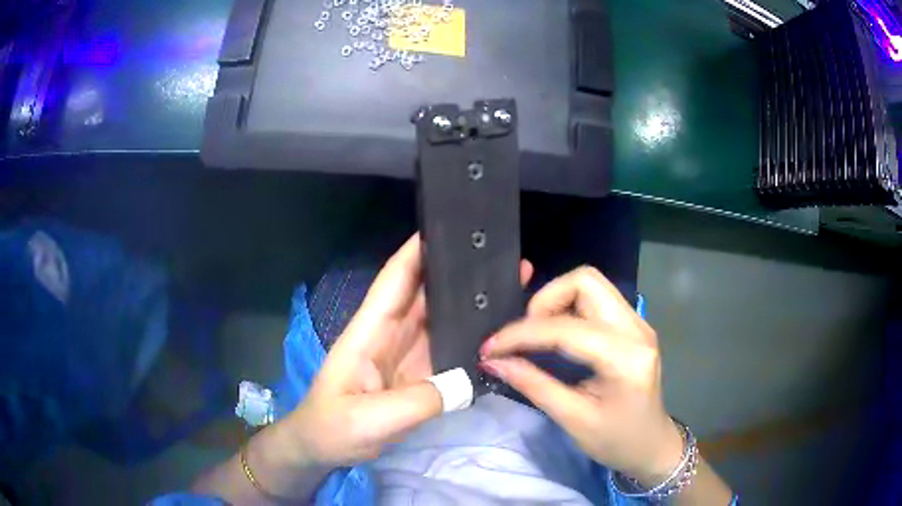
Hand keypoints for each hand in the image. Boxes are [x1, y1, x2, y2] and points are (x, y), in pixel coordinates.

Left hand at [286, 234, 533, 467]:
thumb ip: (419, 401)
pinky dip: (470, 337)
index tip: (451, 225)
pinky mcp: (418, 374)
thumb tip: (468, 381)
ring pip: (440, 317)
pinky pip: (448, 348)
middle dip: (458, 271)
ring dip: (470, 302)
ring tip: (509, 286)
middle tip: (502, 256)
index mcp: (370, 331)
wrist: (324, 448)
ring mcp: (406, 354)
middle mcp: (390, 333)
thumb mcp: (371, 418)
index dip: (418, 250)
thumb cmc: (334, 426)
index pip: (395, 279)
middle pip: (425, 292)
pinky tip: (496, 333)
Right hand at [480, 267, 683, 485]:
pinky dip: (568, 308)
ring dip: (555, 302)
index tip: (491, 349)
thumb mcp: (573, 419)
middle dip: (544, 301)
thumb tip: (493, 361)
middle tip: (524, 336)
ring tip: (536, 336)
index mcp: (626, 358)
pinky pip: (595, 298)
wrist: (652, 445)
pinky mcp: (632, 324)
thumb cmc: (616, 441)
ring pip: (590, 284)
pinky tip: (555, 335)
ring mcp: (637, 322)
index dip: (522, 334)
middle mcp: (636, 328)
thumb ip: (533, 385)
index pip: (567, 328)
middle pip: (585, 281)